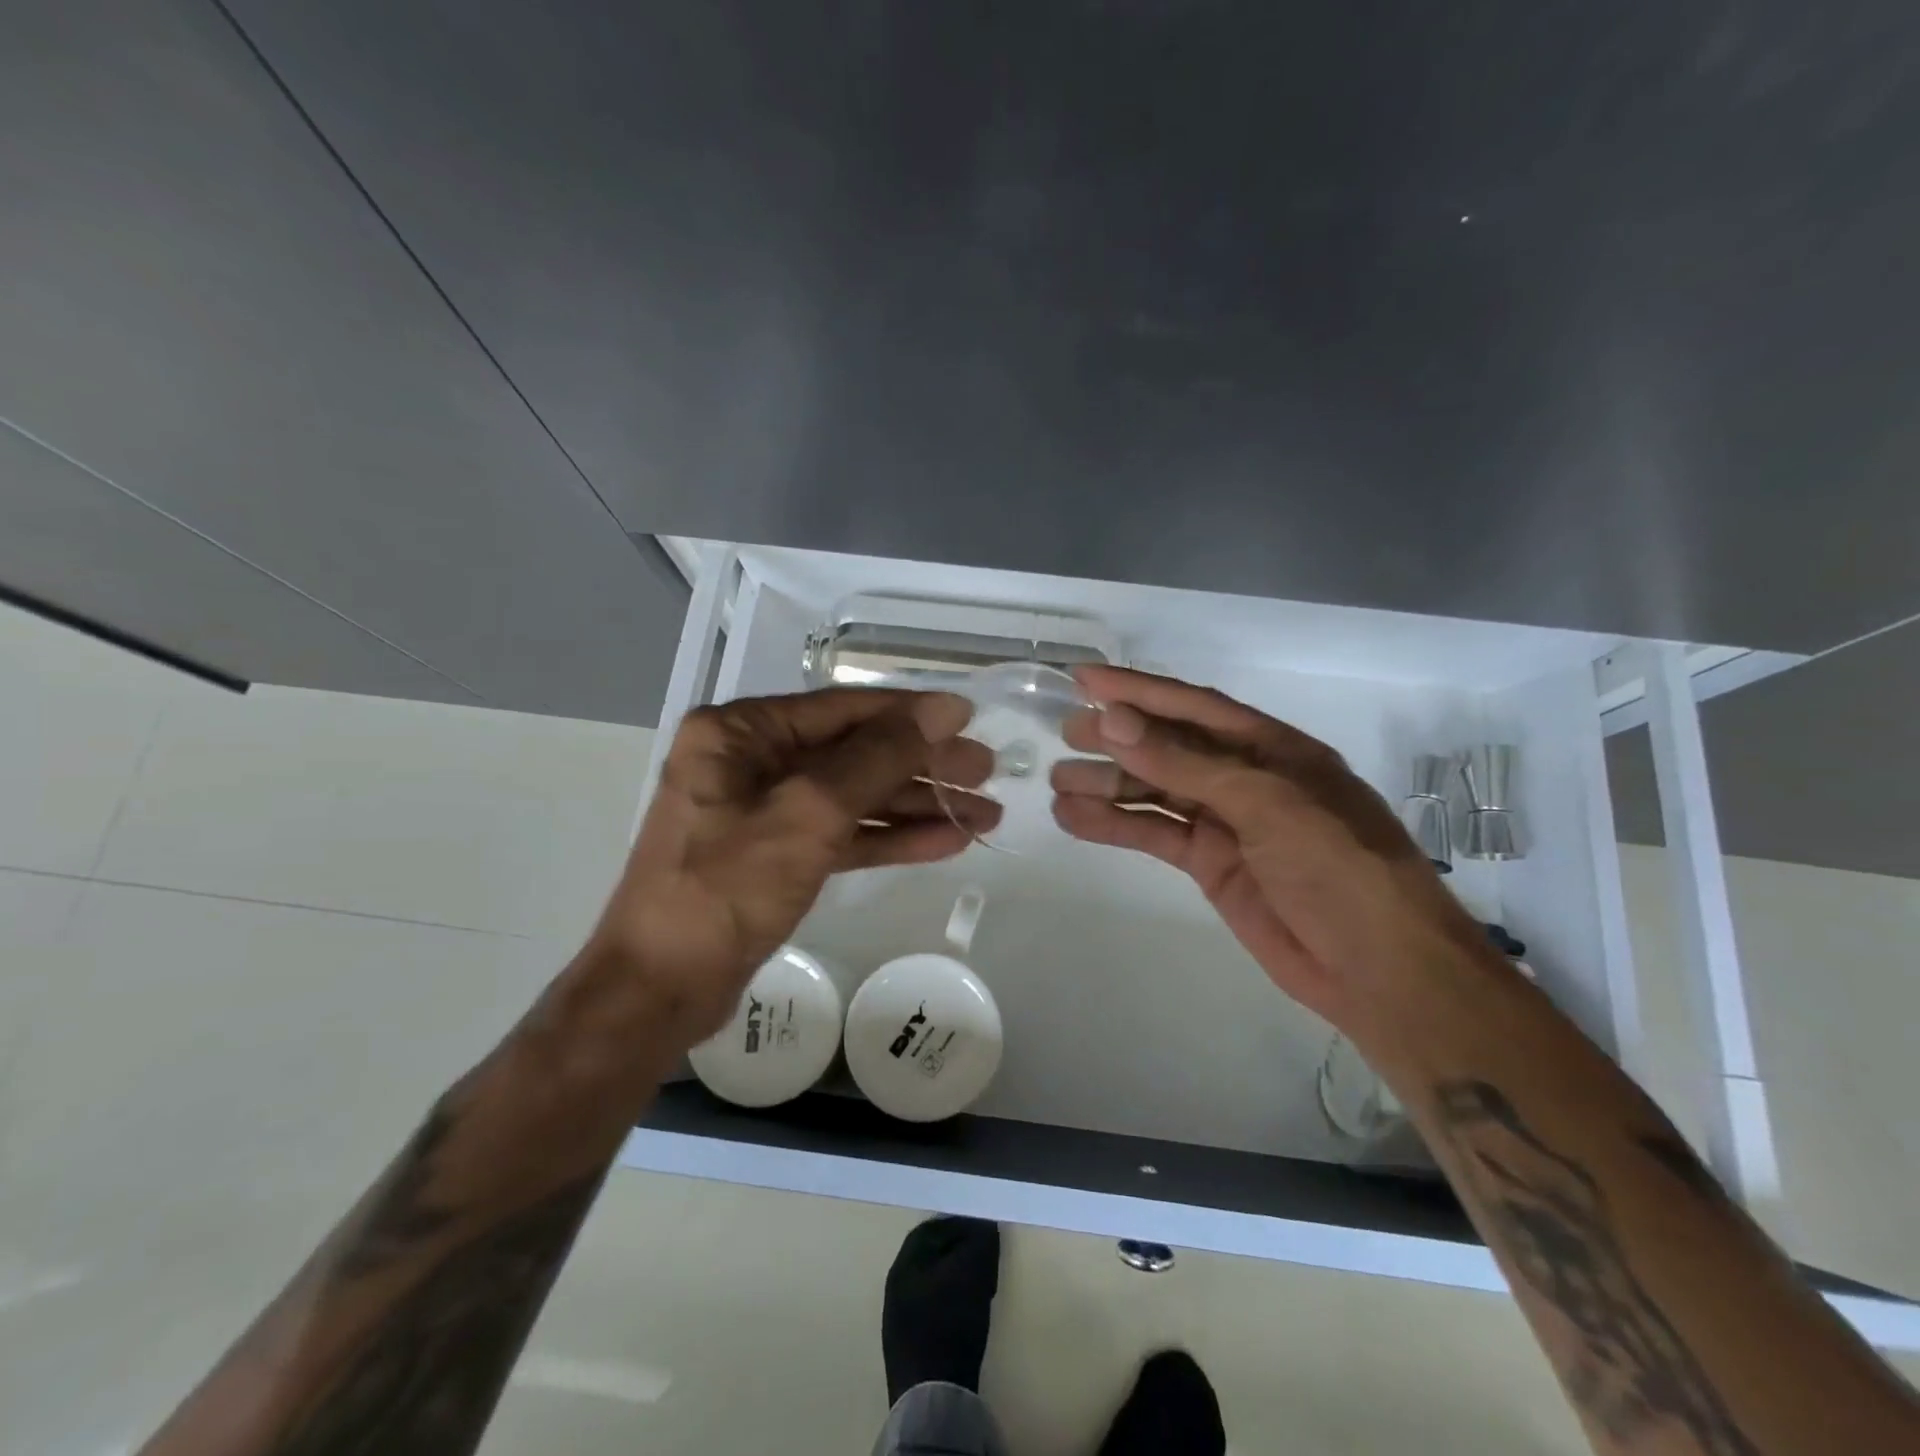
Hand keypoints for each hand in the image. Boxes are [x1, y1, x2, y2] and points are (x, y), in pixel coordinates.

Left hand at [591, 688, 998, 1045]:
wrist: (659, 991)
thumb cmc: (726, 889)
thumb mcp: (809, 813)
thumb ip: (879, 757)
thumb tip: (943, 711)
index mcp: (741, 732)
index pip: (843, 709)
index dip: (912, 714)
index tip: (970, 719)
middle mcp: (751, 760)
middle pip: (855, 753)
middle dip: (923, 766)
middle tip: (988, 773)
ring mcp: (765, 810)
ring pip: (855, 797)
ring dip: (917, 806)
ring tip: (985, 814)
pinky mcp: (778, 855)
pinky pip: (843, 835)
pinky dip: (891, 839)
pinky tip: (946, 842)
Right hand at [1050, 665, 1488, 1032]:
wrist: (1380, 970)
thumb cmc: (1338, 868)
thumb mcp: (1265, 804)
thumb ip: (1185, 764)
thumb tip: (1114, 721)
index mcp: (1272, 748)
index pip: (1194, 707)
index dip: (1138, 690)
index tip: (1084, 680)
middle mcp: (1246, 777)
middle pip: (1169, 747)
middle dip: (1117, 737)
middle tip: (1064, 733)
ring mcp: (1227, 823)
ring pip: (1155, 792)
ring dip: (1108, 785)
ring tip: (1058, 781)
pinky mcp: (1211, 864)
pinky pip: (1155, 835)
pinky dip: (1115, 826)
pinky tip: (1074, 821)